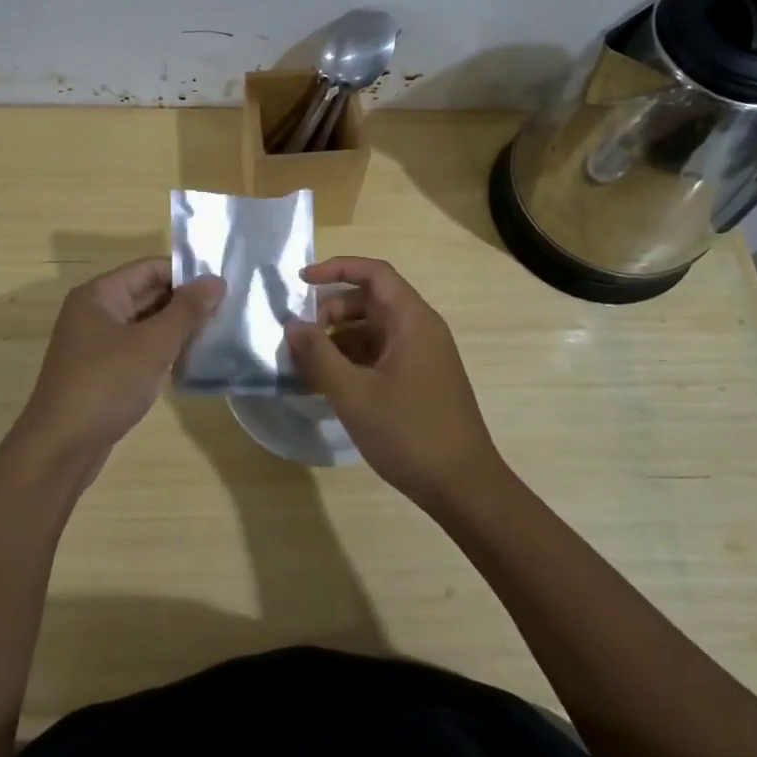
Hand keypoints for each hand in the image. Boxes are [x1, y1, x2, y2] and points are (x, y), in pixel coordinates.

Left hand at [12, 257, 222, 475]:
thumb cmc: (106, 385)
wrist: (61, 448)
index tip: (223, 286)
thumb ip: (187, 311)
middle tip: (227, 310)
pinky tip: (190, 359)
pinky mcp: (102, 370)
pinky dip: (162, 350)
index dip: (187, 274)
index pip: (150, 268)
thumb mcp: (153, 344)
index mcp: (99, 294)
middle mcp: (95, 311)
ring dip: (176, 327)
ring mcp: (96, 342)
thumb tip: (216, 281)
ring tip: (216, 333)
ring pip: (145, 323)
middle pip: (148, 293)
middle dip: (185, 302)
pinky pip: (138, 348)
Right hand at [285, 256, 503, 509]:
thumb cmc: (408, 432)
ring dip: (338, 341)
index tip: (301, 281)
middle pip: (370, 301)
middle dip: (331, 312)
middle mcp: (420, 330)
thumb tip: (292, 325)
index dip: (336, 269)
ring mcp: (423, 357)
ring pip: (372, 332)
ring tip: (306, 367)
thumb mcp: (353, 394)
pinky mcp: (420, 381)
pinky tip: (328, 387)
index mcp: (412, 320)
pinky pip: (380, 356)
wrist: (463, 487)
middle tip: (301, 339)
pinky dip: (353, 363)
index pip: (374, 273)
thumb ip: (318, 355)